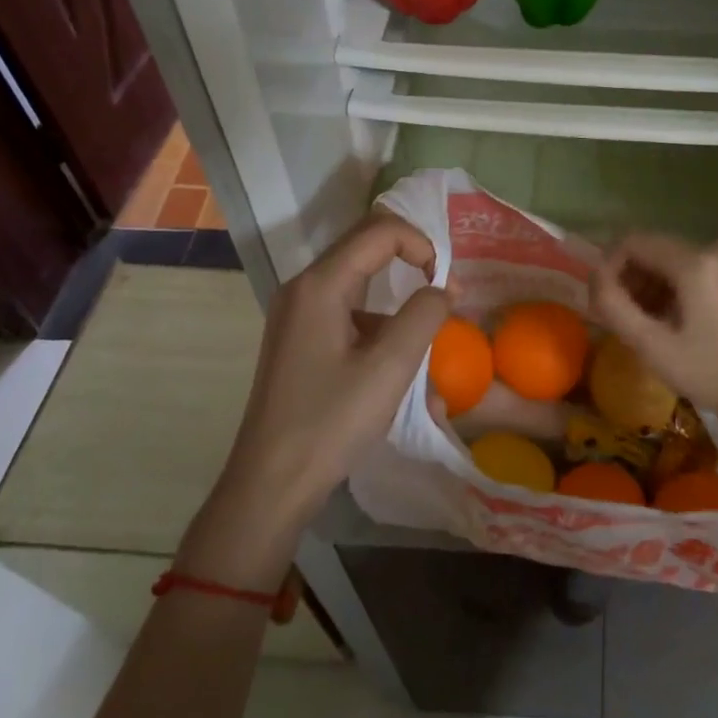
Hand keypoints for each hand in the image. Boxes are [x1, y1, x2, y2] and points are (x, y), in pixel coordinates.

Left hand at [179, 211, 447, 586]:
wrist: (270, 484)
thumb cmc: (331, 422)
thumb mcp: (390, 368)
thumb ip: (425, 316)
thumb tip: (444, 289)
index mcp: (320, 284)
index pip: (380, 232)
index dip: (421, 245)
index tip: (446, 284)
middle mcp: (303, 288)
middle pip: (366, 249)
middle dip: (411, 264)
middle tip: (444, 295)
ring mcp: (297, 314)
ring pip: (360, 285)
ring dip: (397, 308)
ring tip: (423, 354)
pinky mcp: (299, 339)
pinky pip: (348, 315)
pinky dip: (378, 332)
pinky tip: (395, 377)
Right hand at [590, 233, 717, 433]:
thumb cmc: (712, 375)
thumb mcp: (653, 346)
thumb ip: (614, 306)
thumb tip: (594, 276)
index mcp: (698, 262)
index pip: (634, 242)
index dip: (609, 267)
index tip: (603, 301)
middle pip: (655, 250)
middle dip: (632, 279)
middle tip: (623, 318)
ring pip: (674, 260)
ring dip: (653, 285)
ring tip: (648, 324)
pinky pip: (696, 268)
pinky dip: (677, 288)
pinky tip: (674, 321)